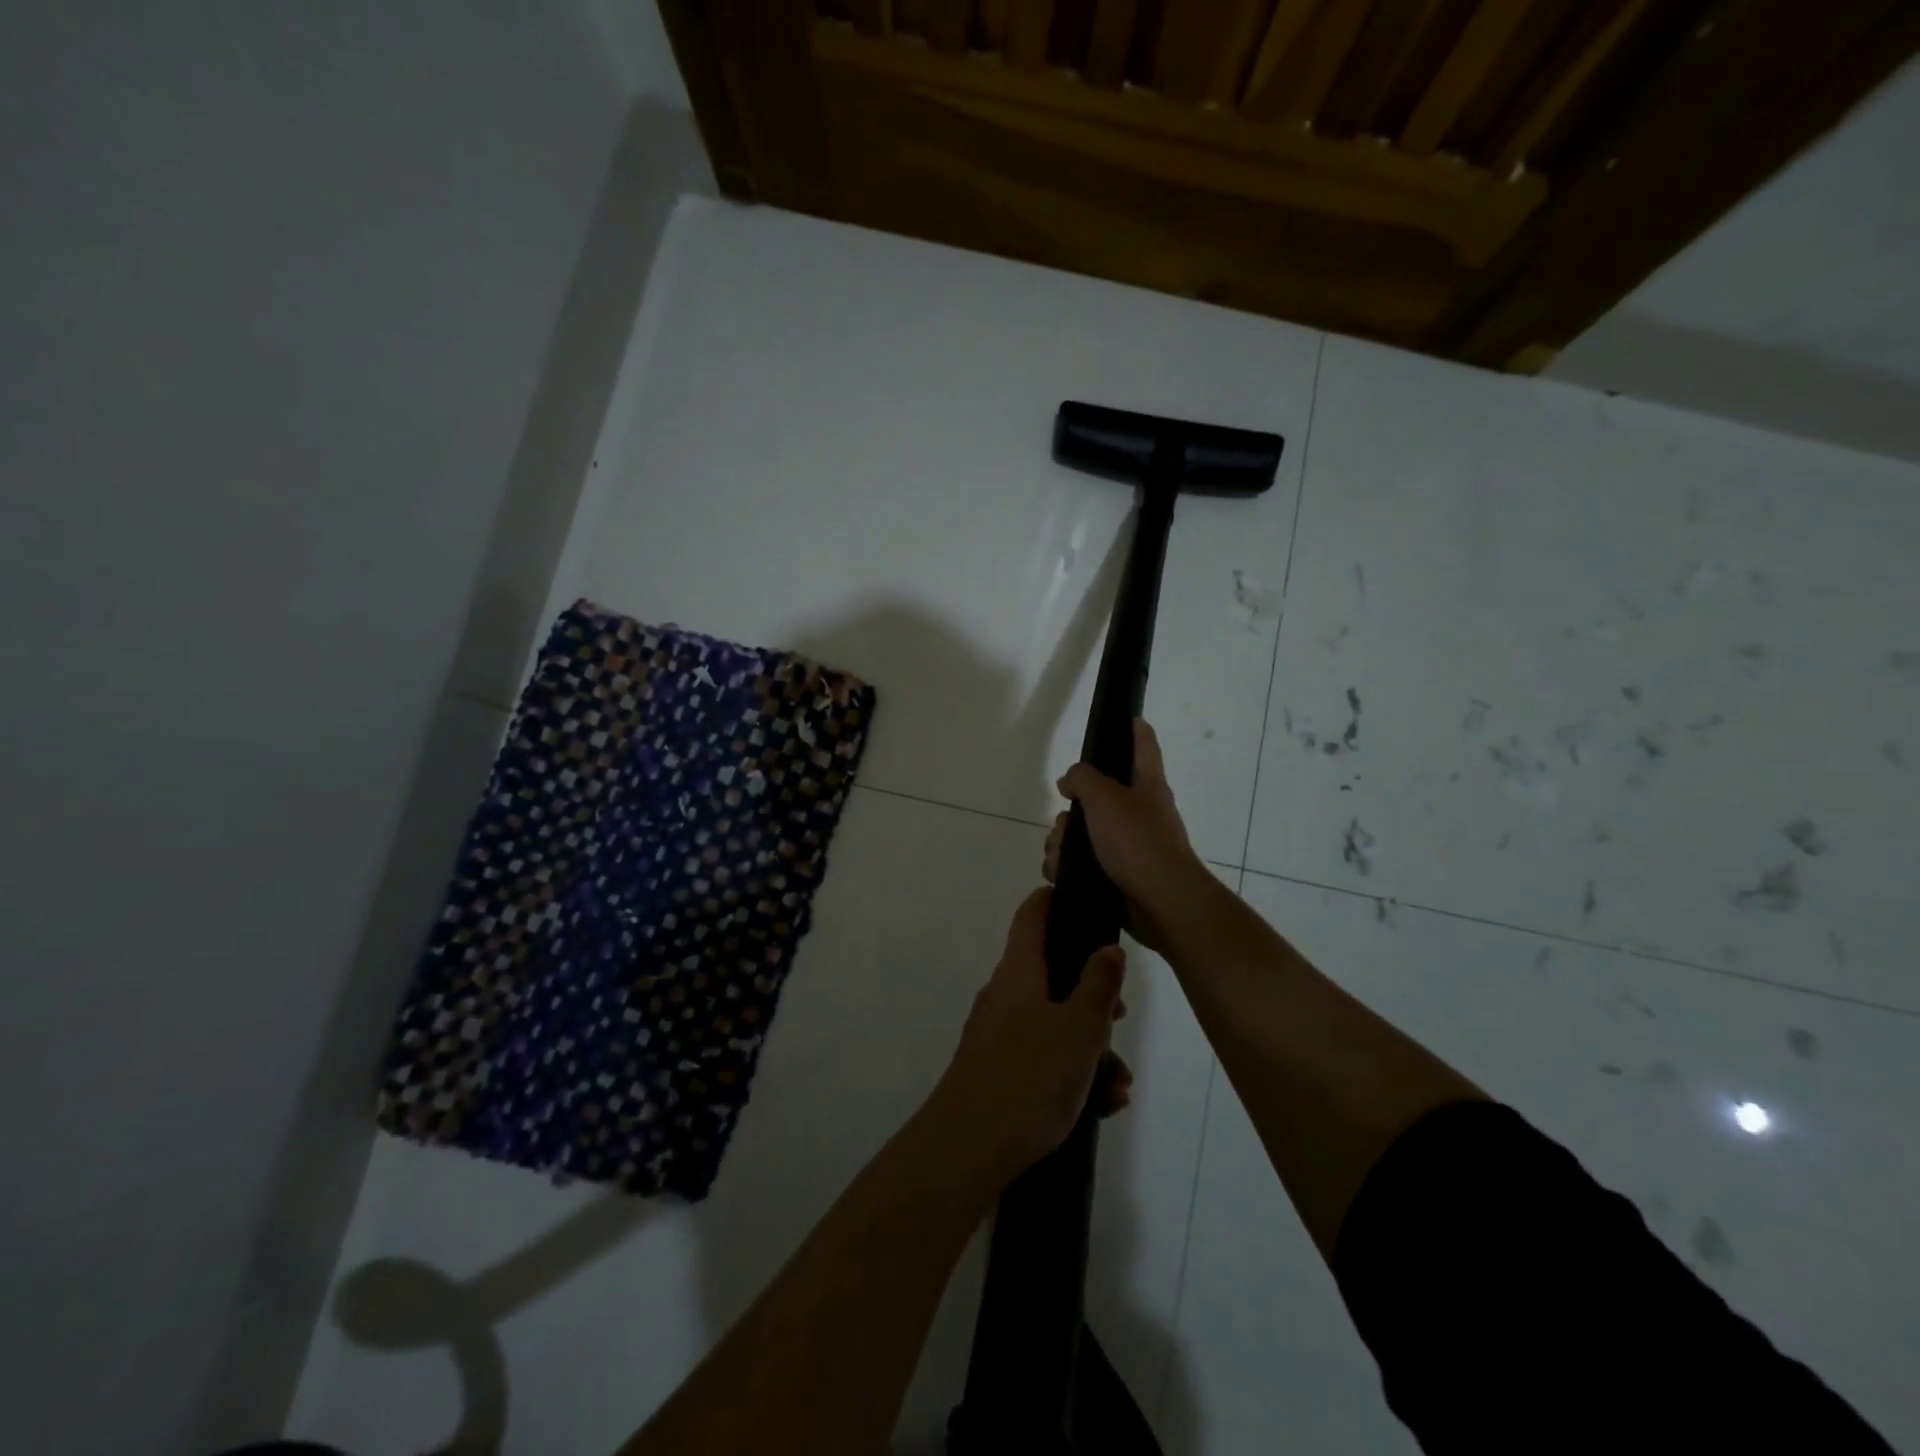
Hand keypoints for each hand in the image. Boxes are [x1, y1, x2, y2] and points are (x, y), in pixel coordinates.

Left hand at [928, 888, 1132, 1183]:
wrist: (967, 1149)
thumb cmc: (1029, 1076)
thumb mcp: (1078, 1028)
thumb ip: (1098, 985)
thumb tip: (1108, 948)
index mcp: (1019, 971)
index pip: (1033, 914)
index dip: (1056, 899)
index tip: (1085, 900)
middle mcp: (1005, 995)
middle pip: (1052, 973)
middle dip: (1092, 994)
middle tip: (1120, 1015)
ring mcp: (998, 1034)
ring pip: (1053, 1022)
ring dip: (1090, 1046)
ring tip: (1119, 1085)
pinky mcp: (999, 1071)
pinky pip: (1043, 1057)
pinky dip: (1072, 1072)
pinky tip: (1101, 1105)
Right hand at [1047, 719, 1208, 953]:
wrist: (1159, 903)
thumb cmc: (1137, 841)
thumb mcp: (1104, 797)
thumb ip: (1082, 778)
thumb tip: (1070, 782)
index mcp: (1146, 785)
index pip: (1144, 745)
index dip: (1136, 728)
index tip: (1127, 717)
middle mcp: (1139, 812)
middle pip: (1095, 798)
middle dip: (1069, 812)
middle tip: (1065, 822)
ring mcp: (1129, 847)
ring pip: (1081, 834)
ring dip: (1061, 843)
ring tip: (1060, 857)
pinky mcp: (1117, 876)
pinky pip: (1081, 864)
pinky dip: (1066, 868)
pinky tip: (1061, 875)